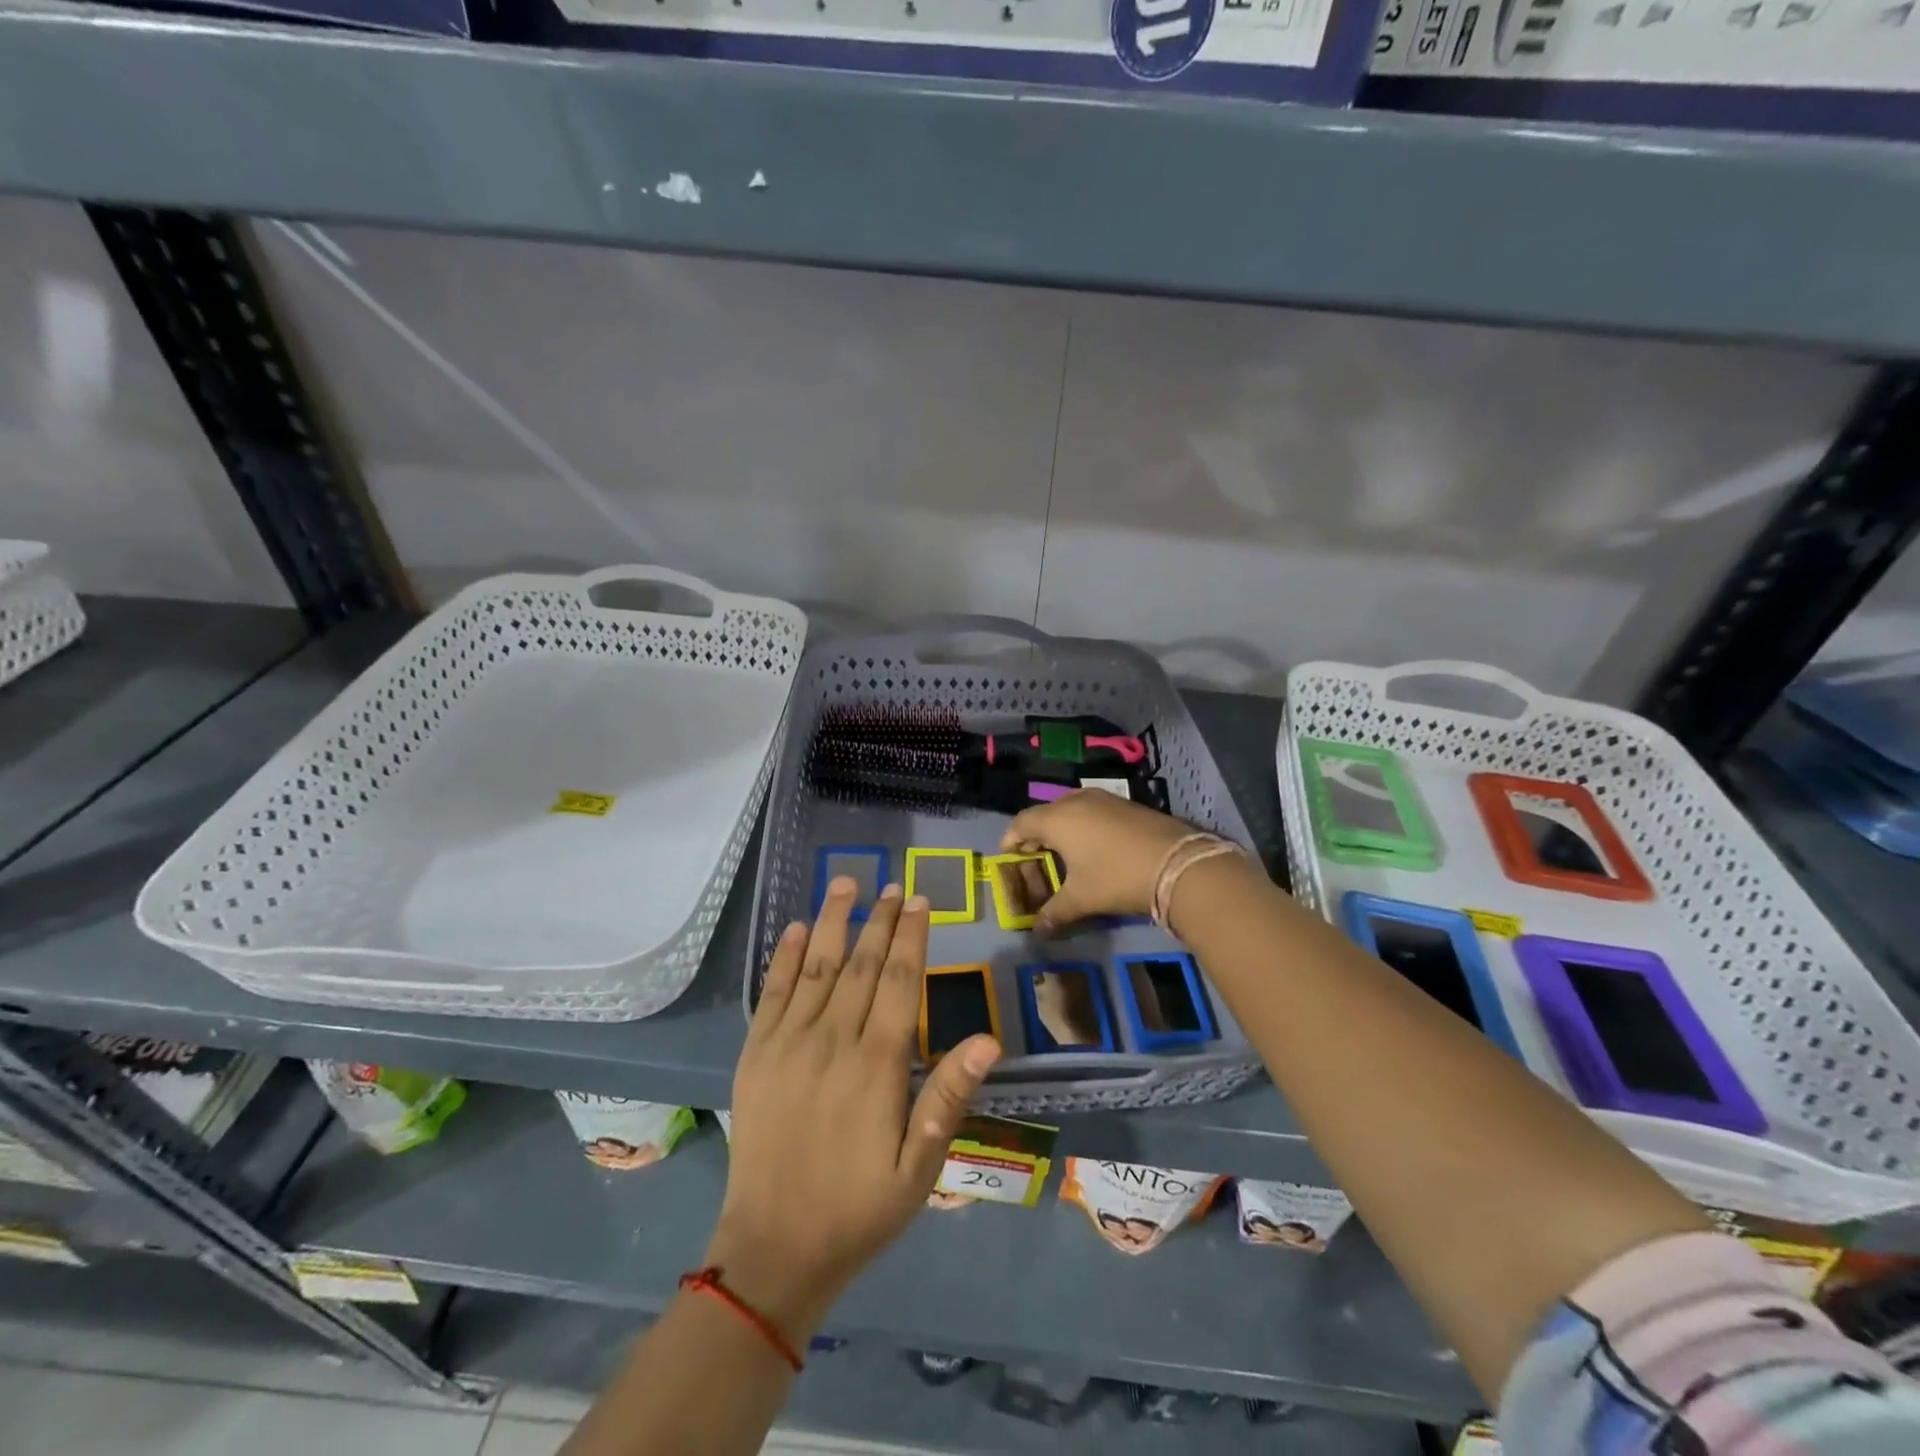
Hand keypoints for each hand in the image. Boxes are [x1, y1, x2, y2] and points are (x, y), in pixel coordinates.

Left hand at [708, 878, 1000, 1345]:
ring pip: (817, 966)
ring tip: (846, 882)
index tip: (919, 900)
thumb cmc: (859, 1209)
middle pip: (860, 964)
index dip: (910, 937)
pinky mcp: (755, 1054)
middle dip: (879, 919)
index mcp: (876, 1064)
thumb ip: (948, 1097)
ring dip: (833, 920)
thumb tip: (988, 1039)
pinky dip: (786, 956)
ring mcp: (788, 1043)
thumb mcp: (919, 1167)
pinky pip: (773, 993)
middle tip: (892, 884)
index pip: (898, 982)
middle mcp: (832, 1040)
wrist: (773, 1250)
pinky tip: (796, 928)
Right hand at [1000, 791, 1194, 934]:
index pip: (1021, 823)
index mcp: (1057, 819)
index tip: (1008, 857)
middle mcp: (1076, 801)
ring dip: (1063, 828)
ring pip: (1071, 809)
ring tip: (1066, 853)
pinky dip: (1086, 826)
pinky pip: (1094, 811)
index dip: (1010, 840)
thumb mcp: (1082, 899)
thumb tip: (1038, 931)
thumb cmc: (1116, 877)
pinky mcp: (1128, 805)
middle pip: (1045, 814)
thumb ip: (1055, 913)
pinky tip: (1096, 848)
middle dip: (1037, 835)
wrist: (1179, 863)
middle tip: (1036, 858)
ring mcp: (1105, 799)